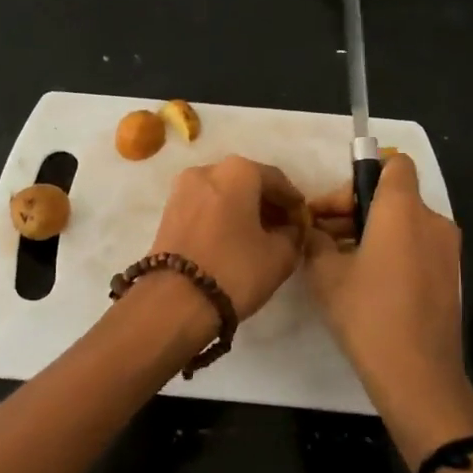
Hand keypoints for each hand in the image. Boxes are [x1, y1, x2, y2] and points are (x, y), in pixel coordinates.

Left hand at [149, 156, 306, 321]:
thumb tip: (289, 229)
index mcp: (237, 171)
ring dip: (244, 210)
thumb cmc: (235, 270)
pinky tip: (234, 239)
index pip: (277, 180)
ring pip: (224, 193)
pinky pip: (205, 205)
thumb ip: (293, 235)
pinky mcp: (168, 210)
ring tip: (260, 237)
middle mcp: (207, 170)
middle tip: (284, 229)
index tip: (303, 223)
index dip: (294, 202)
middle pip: (247, 182)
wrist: (174, 301)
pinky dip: (222, 216)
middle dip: (267, 204)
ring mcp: (182, 189)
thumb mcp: (280, 256)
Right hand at [304, 153, 472, 457]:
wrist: (418, 376)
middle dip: (354, 208)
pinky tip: (364, 281)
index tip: (335, 204)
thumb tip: (315, 228)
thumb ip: (316, 238)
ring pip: (403, 223)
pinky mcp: (449, 276)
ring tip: (337, 261)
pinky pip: (415, 246)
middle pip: (393, 195)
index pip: (393, 163)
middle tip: (321, 235)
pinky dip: (390, 251)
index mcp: (402, 210)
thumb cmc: (368, 314)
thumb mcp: (325, 273)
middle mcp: (432, 221)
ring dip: (370, 231)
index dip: (362, 172)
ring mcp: (446, 250)